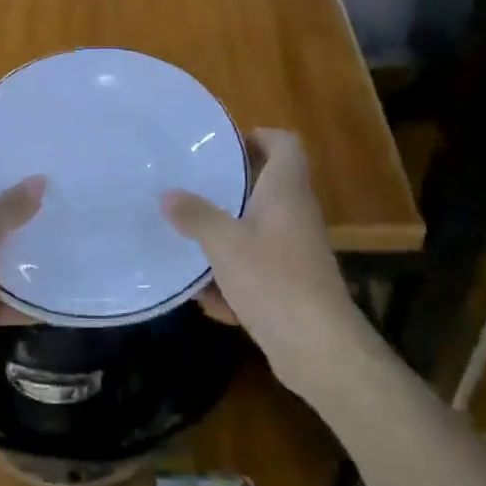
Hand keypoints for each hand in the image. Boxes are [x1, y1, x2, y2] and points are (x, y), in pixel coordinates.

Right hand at [162, 129, 374, 401]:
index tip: (224, 147)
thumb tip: (167, 195)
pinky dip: (235, 280)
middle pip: (267, 187)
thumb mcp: (224, 244)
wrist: (318, 348)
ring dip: (228, 238)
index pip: (284, 144)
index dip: (258, 136)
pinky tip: (209, 300)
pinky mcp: (293, 286)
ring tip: (190, 240)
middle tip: (194, 188)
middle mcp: (296, 214)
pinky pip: (259, 270)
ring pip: (258, 231)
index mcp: (286, 191)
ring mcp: (297, 252)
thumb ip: (195, 216)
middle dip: (230, 190)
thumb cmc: (273, 280)